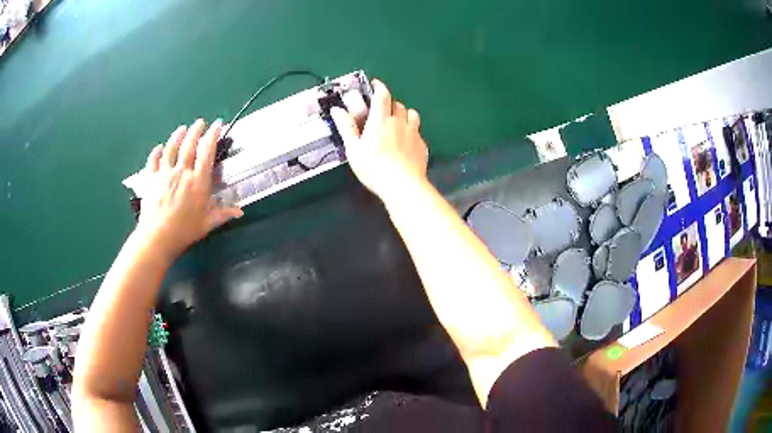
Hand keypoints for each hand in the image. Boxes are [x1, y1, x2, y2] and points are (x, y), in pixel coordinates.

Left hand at [135, 119, 242, 260]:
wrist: (157, 237)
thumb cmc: (185, 231)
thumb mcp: (207, 223)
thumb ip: (223, 214)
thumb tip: (240, 212)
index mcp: (198, 181)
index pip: (207, 151)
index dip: (213, 135)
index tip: (217, 125)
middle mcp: (181, 172)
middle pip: (189, 145)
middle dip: (196, 130)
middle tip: (200, 122)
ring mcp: (164, 174)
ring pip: (171, 149)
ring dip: (177, 136)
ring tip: (182, 129)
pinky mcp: (151, 180)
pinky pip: (153, 162)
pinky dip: (156, 153)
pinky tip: (159, 148)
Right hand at [331, 80, 428, 201]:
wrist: (402, 185)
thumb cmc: (373, 167)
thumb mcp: (353, 149)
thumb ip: (346, 127)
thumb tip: (337, 110)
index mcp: (381, 120)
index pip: (382, 95)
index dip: (379, 87)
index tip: (375, 84)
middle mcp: (399, 122)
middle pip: (398, 104)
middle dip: (390, 104)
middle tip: (382, 112)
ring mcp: (414, 133)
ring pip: (412, 115)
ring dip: (404, 115)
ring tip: (398, 124)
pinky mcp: (422, 146)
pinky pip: (418, 132)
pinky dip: (412, 132)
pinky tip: (406, 144)